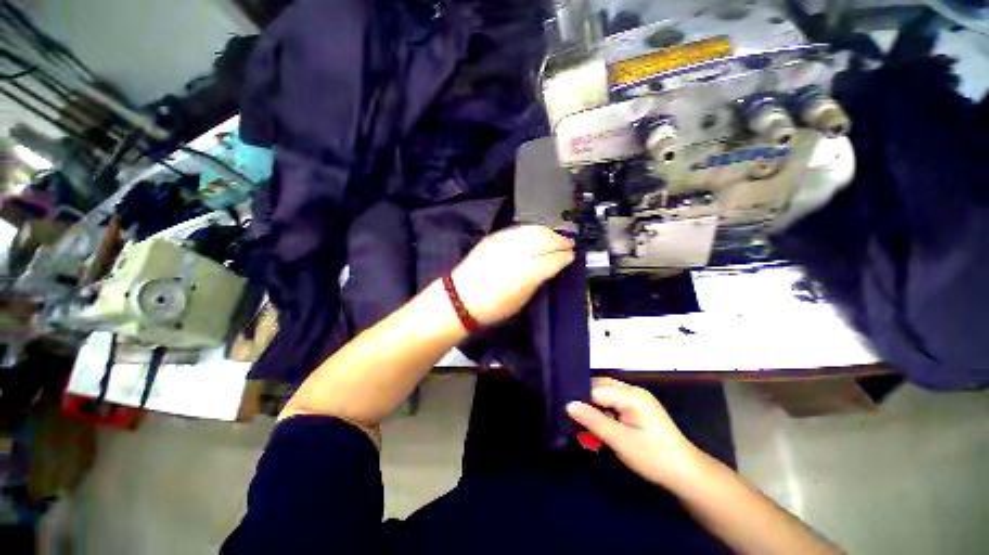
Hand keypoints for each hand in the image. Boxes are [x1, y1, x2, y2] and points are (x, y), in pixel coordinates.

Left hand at [451, 225, 574, 325]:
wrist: (461, 298)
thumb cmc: (493, 306)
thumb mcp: (522, 299)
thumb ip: (538, 281)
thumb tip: (550, 269)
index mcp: (527, 273)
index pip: (553, 258)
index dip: (565, 256)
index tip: (572, 256)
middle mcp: (517, 253)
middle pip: (545, 239)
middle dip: (560, 240)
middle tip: (569, 244)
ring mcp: (504, 242)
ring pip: (533, 230)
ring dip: (548, 232)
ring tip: (556, 236)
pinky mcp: (494, 238)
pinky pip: (519, 229)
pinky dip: (532, 230)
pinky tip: (536, 233)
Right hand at [567, 377, 699, 486]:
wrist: (687, 475)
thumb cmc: (654, 458)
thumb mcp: (621, 441)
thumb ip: (594, 421)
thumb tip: (568, 405)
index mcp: (631, 395)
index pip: (596, 388)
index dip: (580, 398)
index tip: (565, 411)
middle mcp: (633, 391)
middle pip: (600, 387)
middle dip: (585, 401)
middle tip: (572, 419)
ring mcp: (636, 399)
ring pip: (605, 395)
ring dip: (594, 408)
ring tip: (584, 425)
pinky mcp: (637, 409)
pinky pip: (613, 403)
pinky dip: (603, 413)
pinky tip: (599, 426)